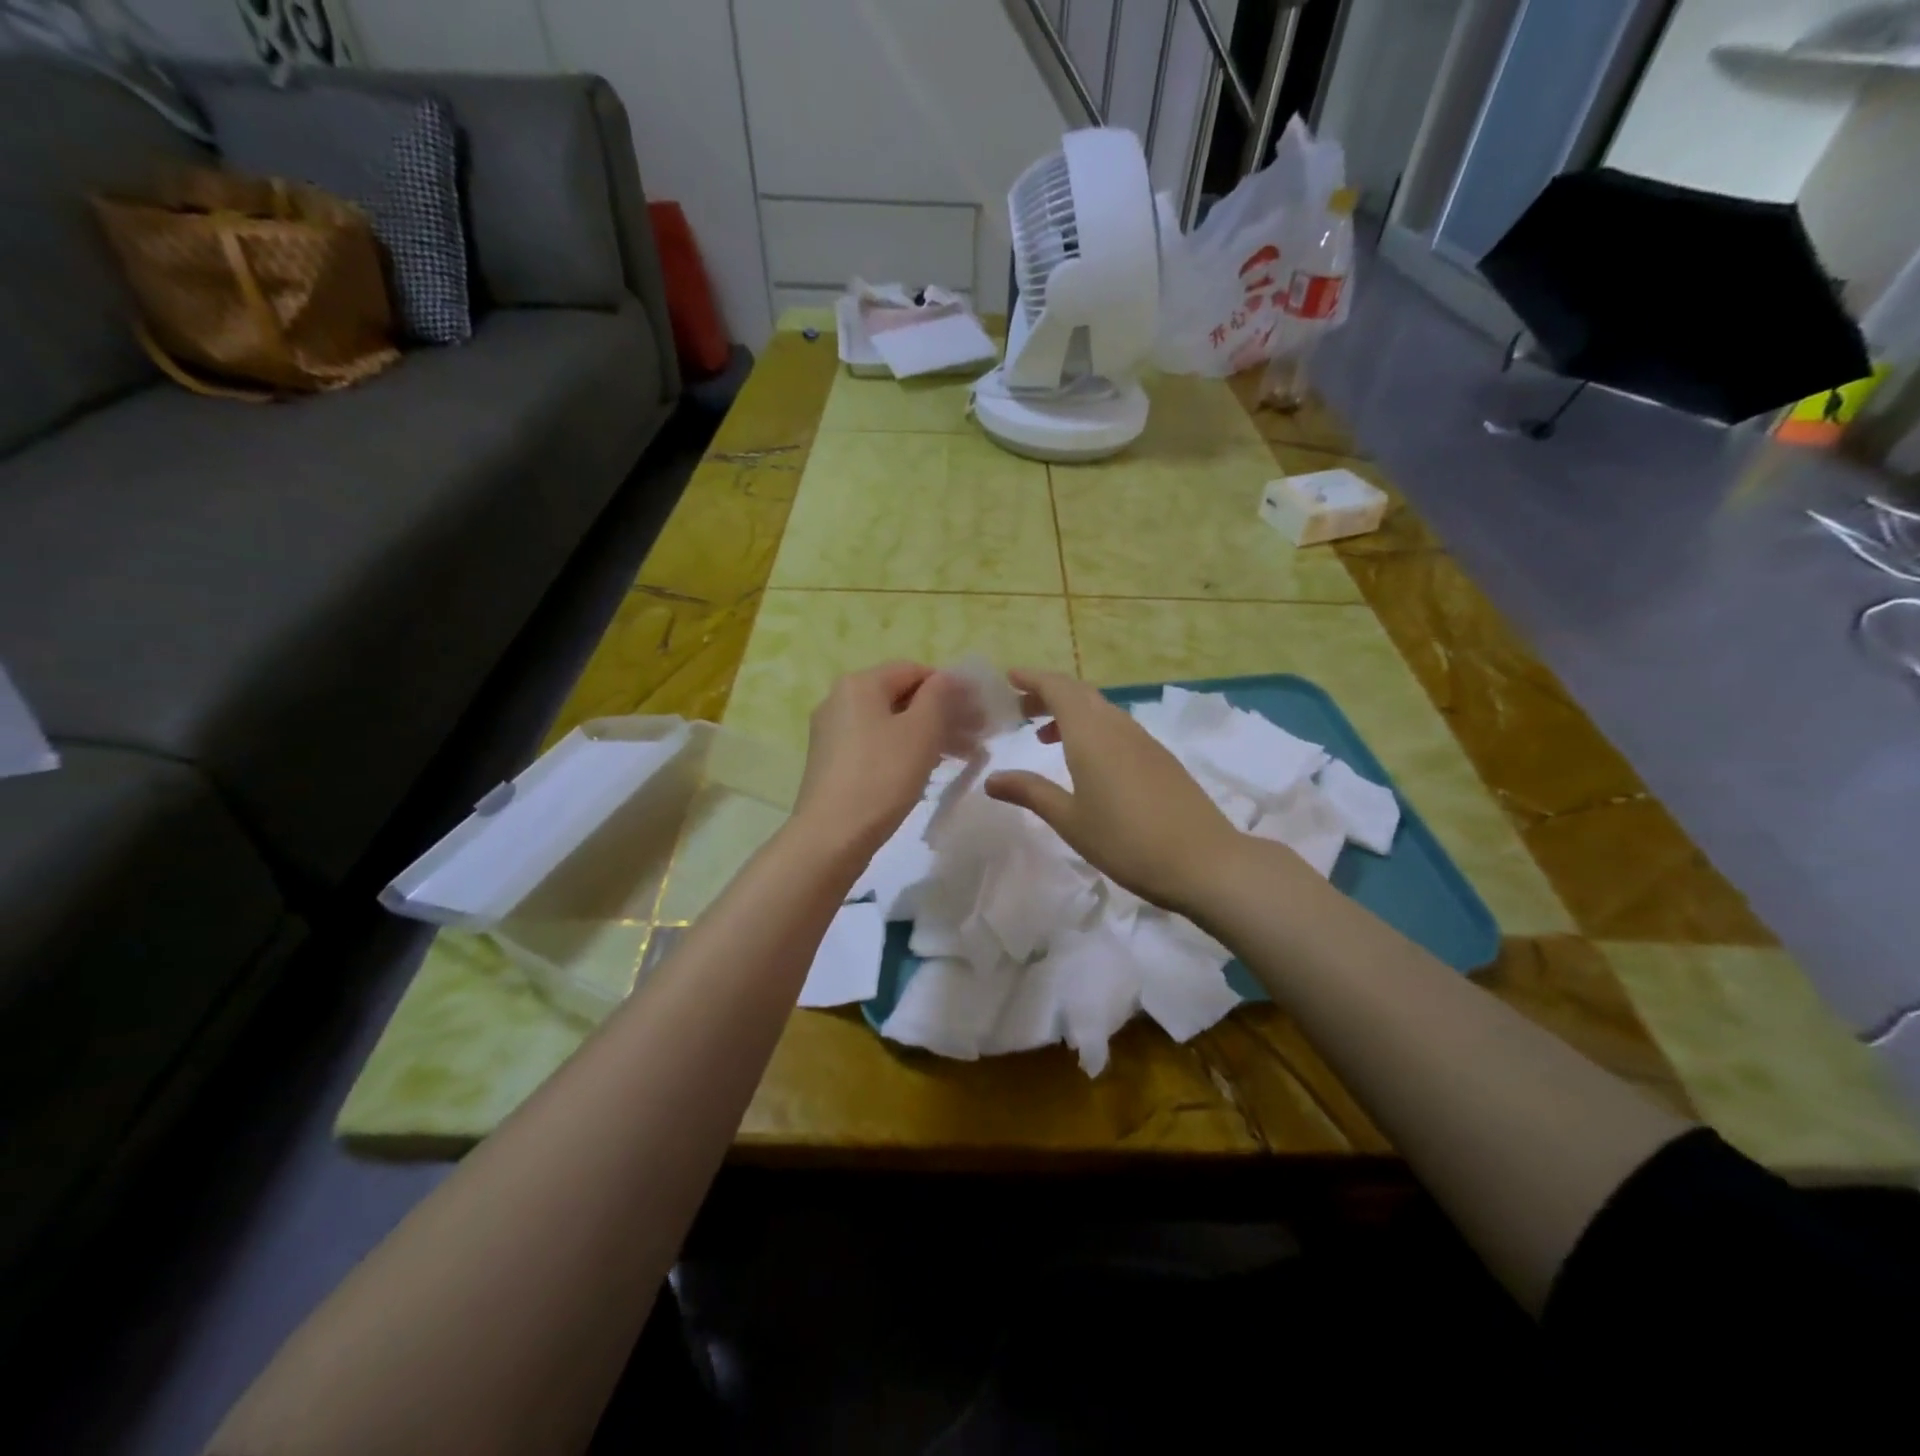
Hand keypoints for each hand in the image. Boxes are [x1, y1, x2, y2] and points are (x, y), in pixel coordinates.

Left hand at [794, 662, 977, 855]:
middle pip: (902, 697)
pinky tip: (928, 771)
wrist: (832, 835)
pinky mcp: (833, 762)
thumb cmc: (882, 776)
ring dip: (929, 735)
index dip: (951, 688)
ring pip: (891, 724)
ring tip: (961, 757)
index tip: (979, 713)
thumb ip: (940, 696)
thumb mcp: (921, 731)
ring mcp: (833, 732)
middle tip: (976, 738)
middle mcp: (840, 700)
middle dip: (943, 714)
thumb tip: (949, 677)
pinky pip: (877, 745)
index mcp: (859, 684)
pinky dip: (905, 751)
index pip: (915, 670)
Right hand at [984, 669, 1240, 914]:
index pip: (1058, 688)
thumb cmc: (1126, 841)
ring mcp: (1143, 740)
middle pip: (1079, 693)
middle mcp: (1117, 726)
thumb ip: (1030, 793)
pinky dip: (1091, 728)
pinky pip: (1117, 726)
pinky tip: (1086, 760)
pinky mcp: (1160, 757)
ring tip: (1044, 736)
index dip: (1032, 679)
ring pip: (1099, 709)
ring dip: (1069, 712)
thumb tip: (992, 778)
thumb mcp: (1070, 820)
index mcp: (1091, 734)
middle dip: (1046, 694)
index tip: (1008, 679)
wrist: (1204, 861)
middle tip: (1018, 710)